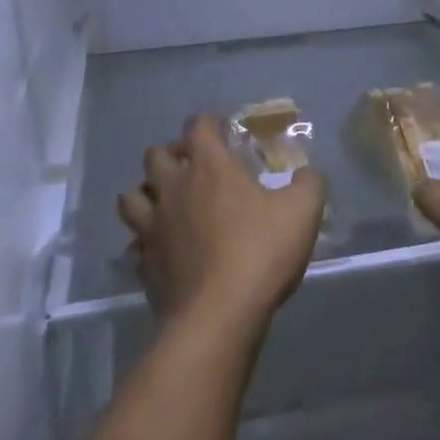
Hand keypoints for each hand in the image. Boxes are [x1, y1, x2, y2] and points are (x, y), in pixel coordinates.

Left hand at [119, 115, 326, 332]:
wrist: (218, 317)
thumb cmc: (260, 253)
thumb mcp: (303, 211)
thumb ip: (309, 184)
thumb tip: (307, 174)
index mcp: (208, 167)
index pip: (197, 126)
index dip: (208, 123)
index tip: (223, 131)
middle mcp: (173, 189)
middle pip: (155, 155)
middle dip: (172, 155)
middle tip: (194, 168)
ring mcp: (153, 228)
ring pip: (131, 196)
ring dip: (147, 193)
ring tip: (167, 203)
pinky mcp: (145, 264)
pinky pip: (136, 243)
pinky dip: (145, 241)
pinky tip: (163, 249)